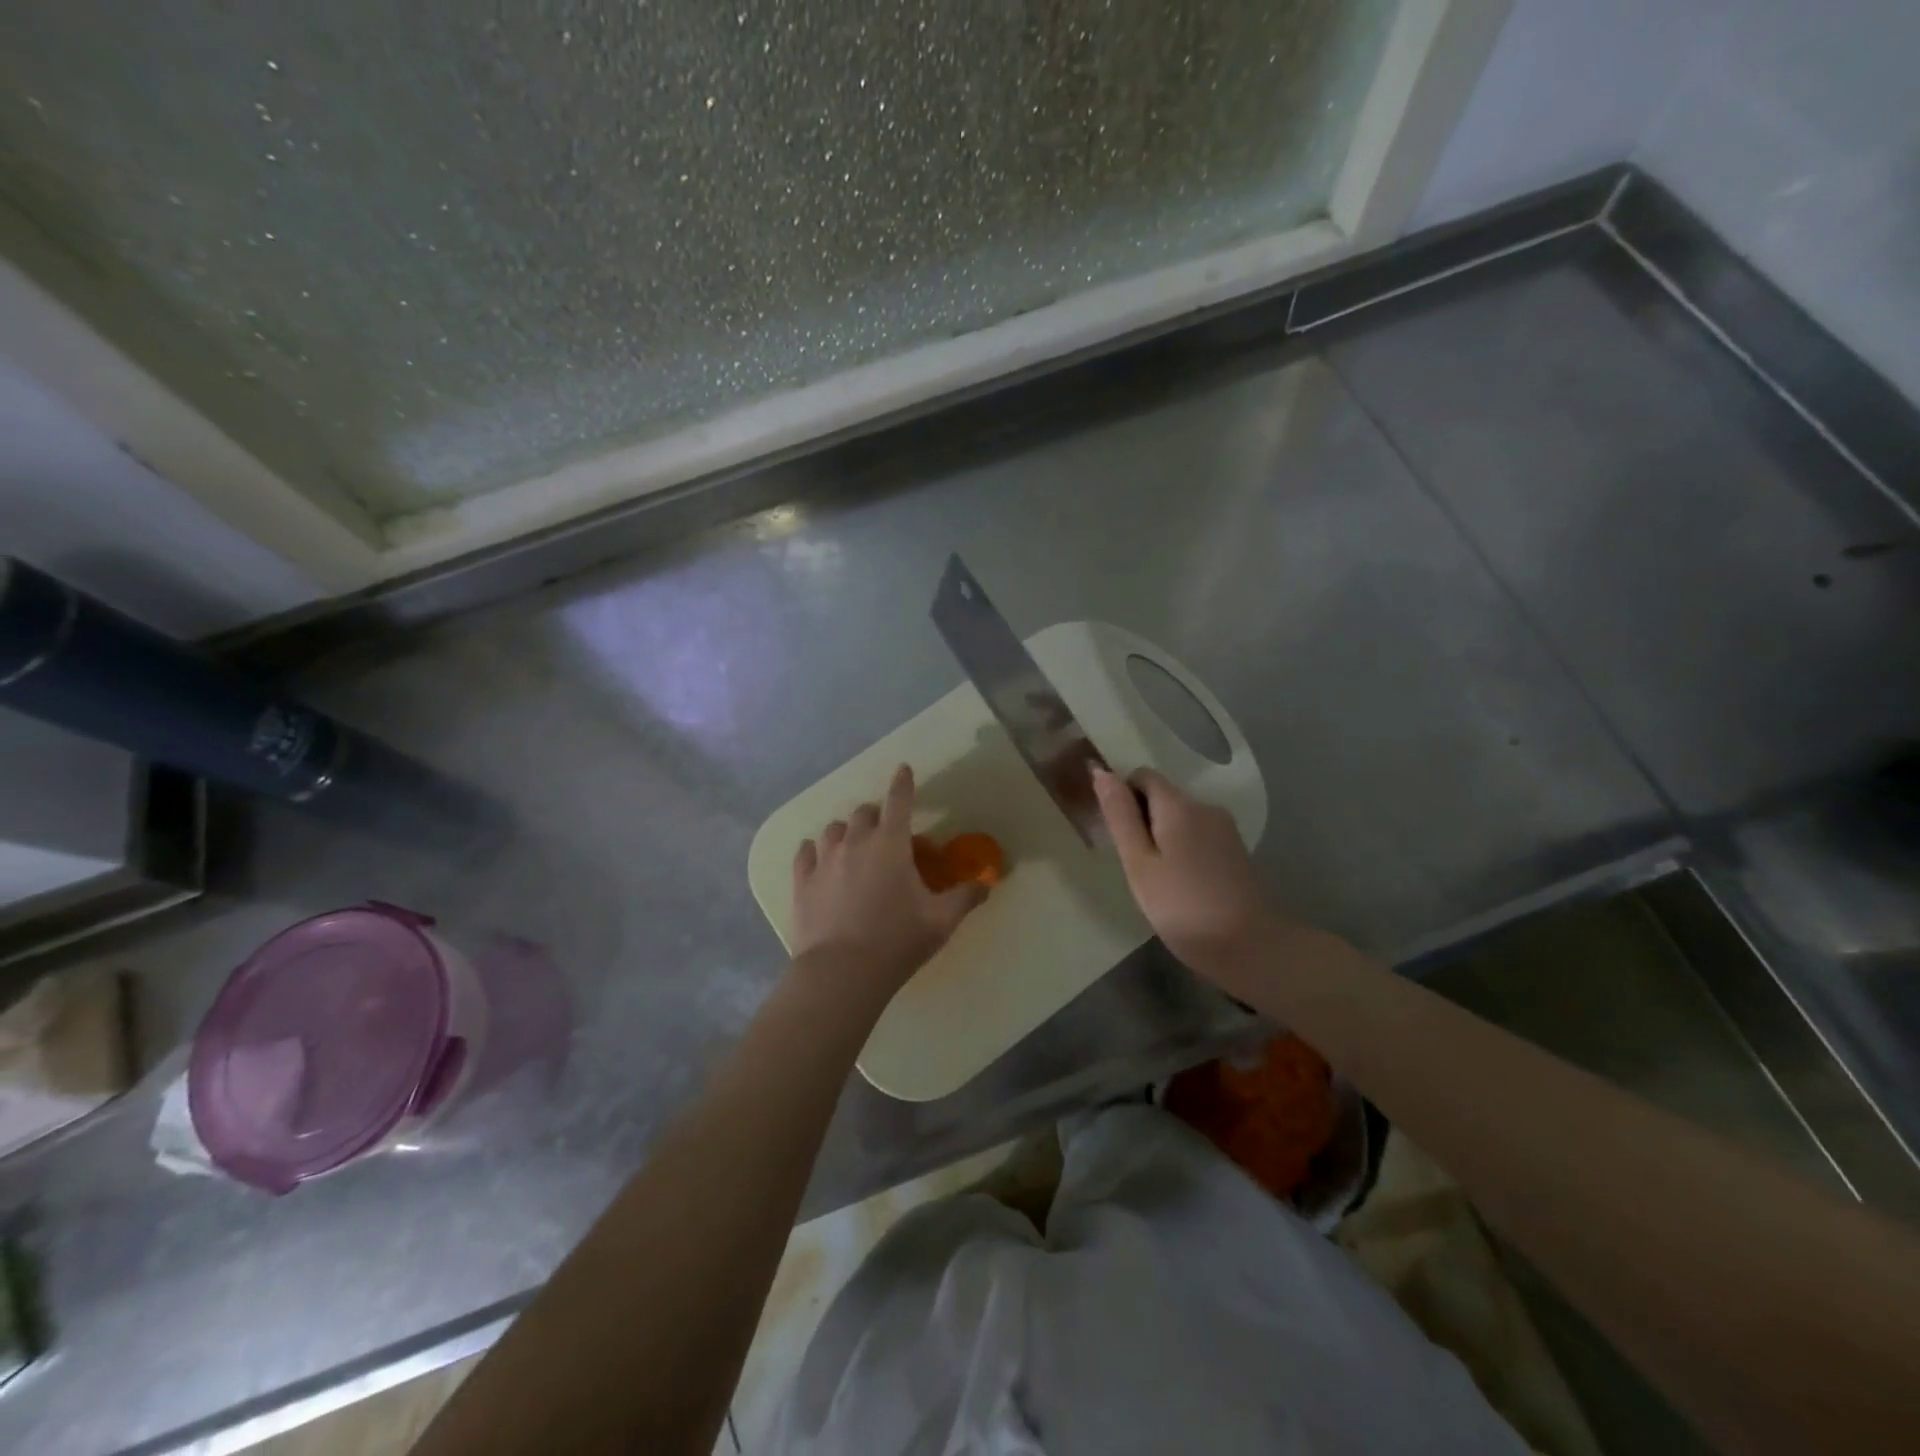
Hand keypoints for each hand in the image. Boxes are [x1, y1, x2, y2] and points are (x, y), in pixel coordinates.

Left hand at [790, 765, 987, 997]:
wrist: (842, 972)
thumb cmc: (898, 940)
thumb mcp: (941, 920)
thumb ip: (965, 897)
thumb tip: (986, 884)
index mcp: (891, 843)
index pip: (899, 801)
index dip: (903, 783)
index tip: (903, 769)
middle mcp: (855, 842)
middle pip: (863, 813)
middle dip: (876, 816)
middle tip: (885, 834)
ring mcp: (824, 860)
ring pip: (833, 830)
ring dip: (846, 832)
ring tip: (852, 848)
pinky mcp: (801, 881)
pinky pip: (805, 853)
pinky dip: (815, 851)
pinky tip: (818, 860)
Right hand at [1091, 766, 1274, 980]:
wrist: (1246, 945)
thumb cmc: (1180, 905)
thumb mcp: (1139, 862)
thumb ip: (1120, 815)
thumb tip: (1101, 771)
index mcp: (1179, 805)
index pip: (1143, 776)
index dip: (1123, 797)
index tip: (1119, 835)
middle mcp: (1205, 806)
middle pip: (1162, 796)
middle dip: (1142, 819)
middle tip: (1135, 864)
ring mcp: (1224, 828)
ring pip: (1180, 817)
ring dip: (1162, 836)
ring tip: (1157, 877)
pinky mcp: (1234, 849)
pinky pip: (1198, 834)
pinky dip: (1182, 848)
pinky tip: (1182, 882)